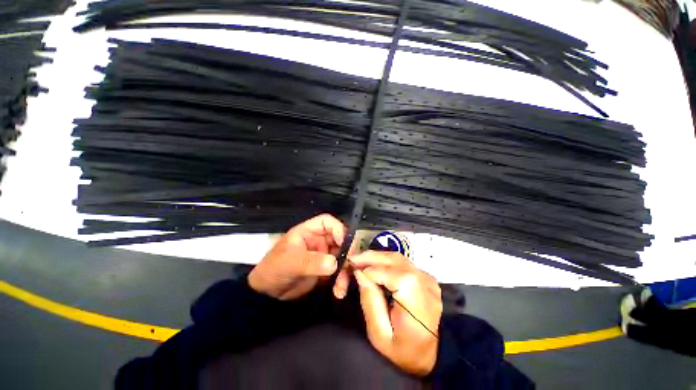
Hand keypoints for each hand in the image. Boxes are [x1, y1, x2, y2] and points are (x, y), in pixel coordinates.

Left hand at [248, 214, 345, 299]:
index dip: (338, 229)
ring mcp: (323, 255)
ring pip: (342, 256)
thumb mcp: (291, 263)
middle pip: (340, 238)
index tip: (345, 243)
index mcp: (308, 232)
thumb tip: (334, 263)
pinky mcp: (325, 270)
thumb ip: (312, 261)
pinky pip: (339, 271)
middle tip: (352, 265)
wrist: (267, 295)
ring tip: (342, 285)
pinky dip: (341, 280)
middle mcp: (318, 241)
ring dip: (346, 270)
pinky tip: (339, 291)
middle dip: (348, 251)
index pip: (327, 222)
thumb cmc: (274, 270)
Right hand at [347, 251, 441, 376]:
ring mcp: (428, 279)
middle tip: (352, 259)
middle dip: (370, 257)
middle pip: (393, 259)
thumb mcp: (379, 334)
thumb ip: (369, 300)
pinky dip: (386, 262)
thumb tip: (360, 272)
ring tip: (360, 261)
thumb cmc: (402, 351)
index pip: (388, 272)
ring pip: (397, 257)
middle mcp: (425, 283)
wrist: (429, 356)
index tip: (352, 271)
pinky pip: (402, 263)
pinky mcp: (426, 278)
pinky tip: (375, 266)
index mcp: (415, 299)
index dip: (369, 270)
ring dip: (377, 257)